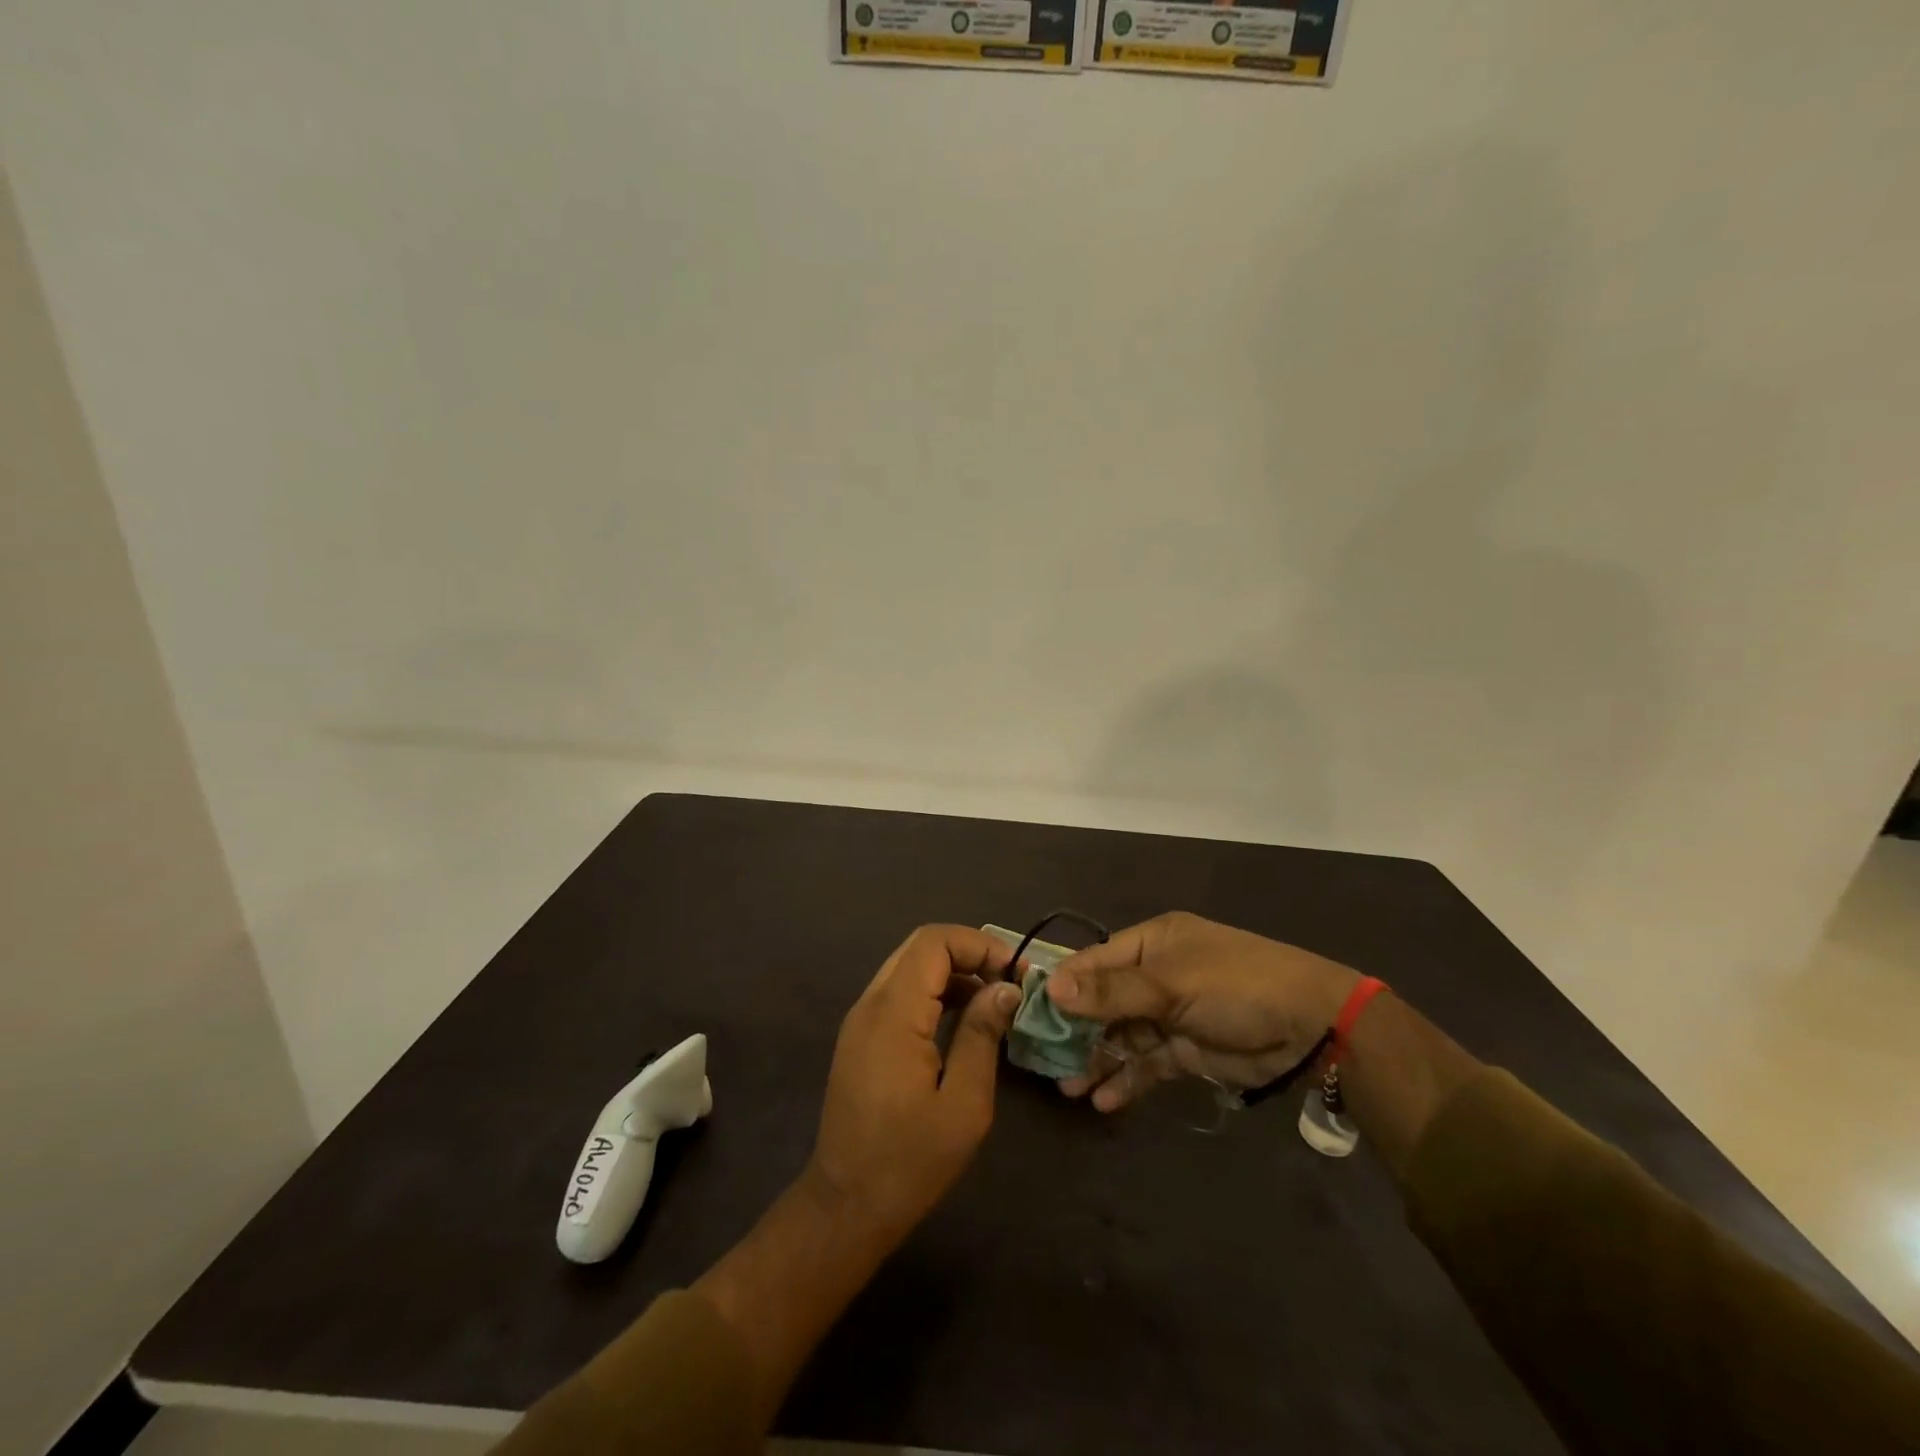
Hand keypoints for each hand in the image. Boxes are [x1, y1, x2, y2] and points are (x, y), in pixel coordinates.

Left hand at [809, 924, 1022, 1245]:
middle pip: (920, 947)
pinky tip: (963, 1020)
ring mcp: (861, 1019)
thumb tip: (1005, 988)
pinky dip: (934, 992)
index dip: (978, 943)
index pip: (933, 942)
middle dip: (969, 953)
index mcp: (893, 1014)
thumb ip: (982, 1035)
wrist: (846, 1206)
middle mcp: (870, 1004)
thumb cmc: (910, 1161)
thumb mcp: (963, 1104)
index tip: (1016, 971)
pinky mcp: (861, 1036)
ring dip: (953, 972)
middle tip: (1009, 981)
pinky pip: (900, 992)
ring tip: (994, 1000)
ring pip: (909, 967)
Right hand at [1049, 911, 1359, 1111]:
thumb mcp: (1171, 984)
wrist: (1313, 1025)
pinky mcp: (1187, 1049)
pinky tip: (1103, 1100)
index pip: (1094, 962)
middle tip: (1043, 1060)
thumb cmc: (1236, 986)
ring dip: (1097, 1059)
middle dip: (1076, 1030)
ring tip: (1068, 1087)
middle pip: (1104, 1001)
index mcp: (1152, 943)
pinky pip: (1147, 1063)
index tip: (1029, 1013)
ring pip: (1122, 1036)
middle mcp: (1156, 975)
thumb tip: (1051, 988)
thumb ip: (1112, 992)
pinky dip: (1127, 1080)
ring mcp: (1171, 1013)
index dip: (1063, 986)